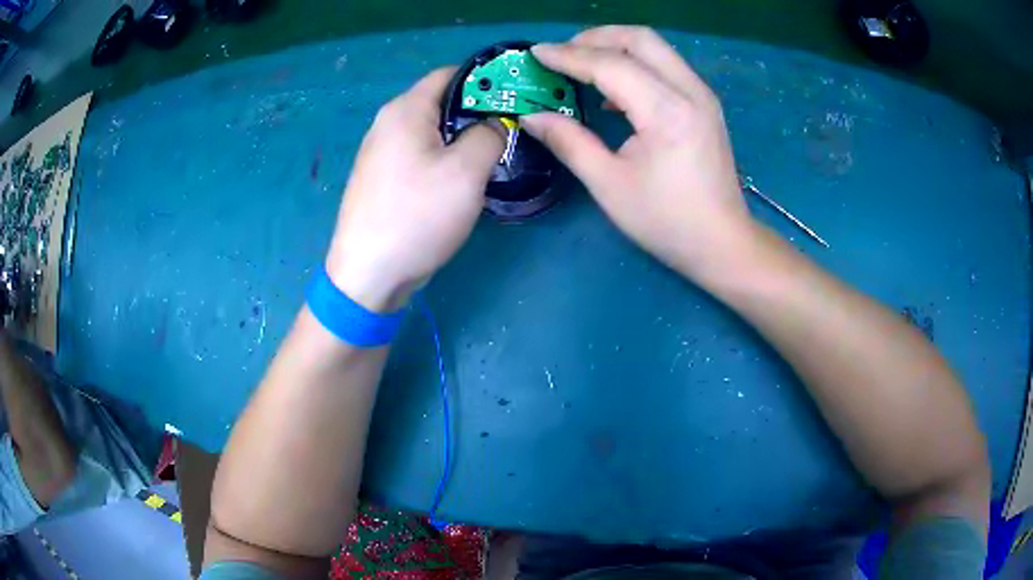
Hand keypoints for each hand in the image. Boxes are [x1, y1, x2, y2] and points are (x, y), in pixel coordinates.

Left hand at [326, 68, 504, 311]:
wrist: (368, 274)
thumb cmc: (417, 215)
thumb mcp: (466, 170)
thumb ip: (490, 134)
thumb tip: (495, 122)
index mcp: (405, 109)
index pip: (450, 74)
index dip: (486, 79)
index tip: (516, 96)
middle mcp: (387, 123)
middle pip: (440, 102)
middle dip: (477, 112)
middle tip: (512, 130)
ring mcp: (380, 152)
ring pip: (431, 132)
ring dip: (462, 138)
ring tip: (493, 154)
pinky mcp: (381, 179)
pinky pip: (419, 156)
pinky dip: (444, 158)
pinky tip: (461, 179)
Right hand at [521, 27, 753, 278]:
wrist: (723, 243)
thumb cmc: (667, 221)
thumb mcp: (609, 185)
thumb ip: (569, 142)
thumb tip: (532, 117)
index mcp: (667, 111)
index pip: (610, 64)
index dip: (568, 56)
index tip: (535, 54)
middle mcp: (690, 91)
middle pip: (639, 39)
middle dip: (594, 37)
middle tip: (561, 53)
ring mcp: (702, 95)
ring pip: (655, 47)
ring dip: (615, 46)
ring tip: (581, 64)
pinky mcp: (705, 103)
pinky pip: (665, 66)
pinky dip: (635, 64)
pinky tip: (613, 90)